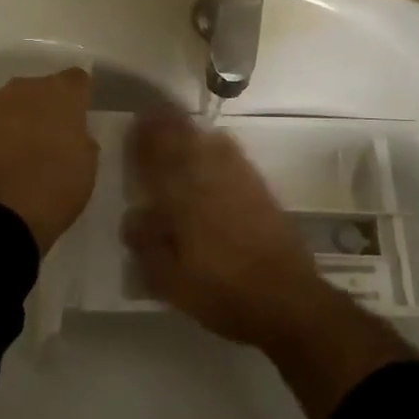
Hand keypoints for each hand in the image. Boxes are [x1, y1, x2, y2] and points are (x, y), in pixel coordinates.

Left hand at [0, 68, 97, 255]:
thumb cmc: (54, 188)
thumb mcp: (87, 166)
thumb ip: (82, 139)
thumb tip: (72, 134)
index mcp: (62, 93)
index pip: (78, 79)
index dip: (81, 98)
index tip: (82, 119)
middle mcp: (26, 88)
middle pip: (43, 88)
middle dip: (50, 106)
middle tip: (55, 136)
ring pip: (16, 103)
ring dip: (23, 118)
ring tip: (27, 149)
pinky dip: (1, 134)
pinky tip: (5, 159)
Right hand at [120, 109, 332, 347]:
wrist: (286, 299)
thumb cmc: (221, 293)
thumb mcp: (170, 282)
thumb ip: (147, 246)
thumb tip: (134, 216)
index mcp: (183, 199)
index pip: (157, 157)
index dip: (143, 139)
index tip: (132, 126)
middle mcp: (210, 179)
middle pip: (185, 139)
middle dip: (166, 125)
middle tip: (151, 119)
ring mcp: (240, 180)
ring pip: (211, 140)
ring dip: (191, 130)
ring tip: (178, 129)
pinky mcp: (260, 188)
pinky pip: (233, 154)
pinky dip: (217, 145)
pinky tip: (213, 150)